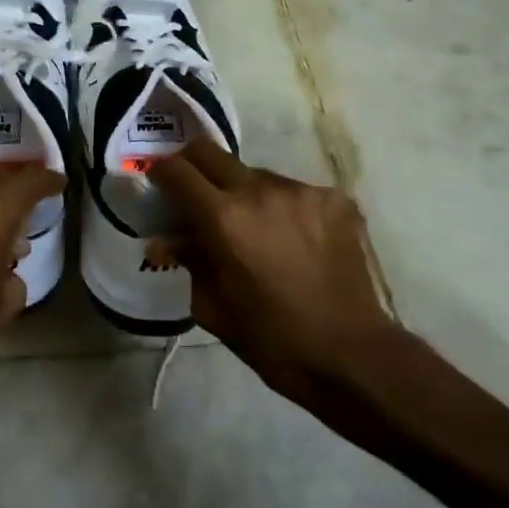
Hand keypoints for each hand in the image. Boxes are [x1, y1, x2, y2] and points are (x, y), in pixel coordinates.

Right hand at [148, 138, 401, 402]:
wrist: (351, 355)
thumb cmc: (272, 340)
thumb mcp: (214, 307)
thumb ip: (189, 262)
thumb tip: (166, 241)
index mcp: (223, 218)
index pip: (178, 171)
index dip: (161, 171)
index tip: (157, 180)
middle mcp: (260, 190)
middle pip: (212, 152)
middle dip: (194, 165)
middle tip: (194, 189)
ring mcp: (301, 191)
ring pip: (257, 175)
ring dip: (245, 193)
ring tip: (256, 229)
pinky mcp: (335, 199)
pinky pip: (295, 193)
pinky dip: (284, 209)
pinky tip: (294, 240)